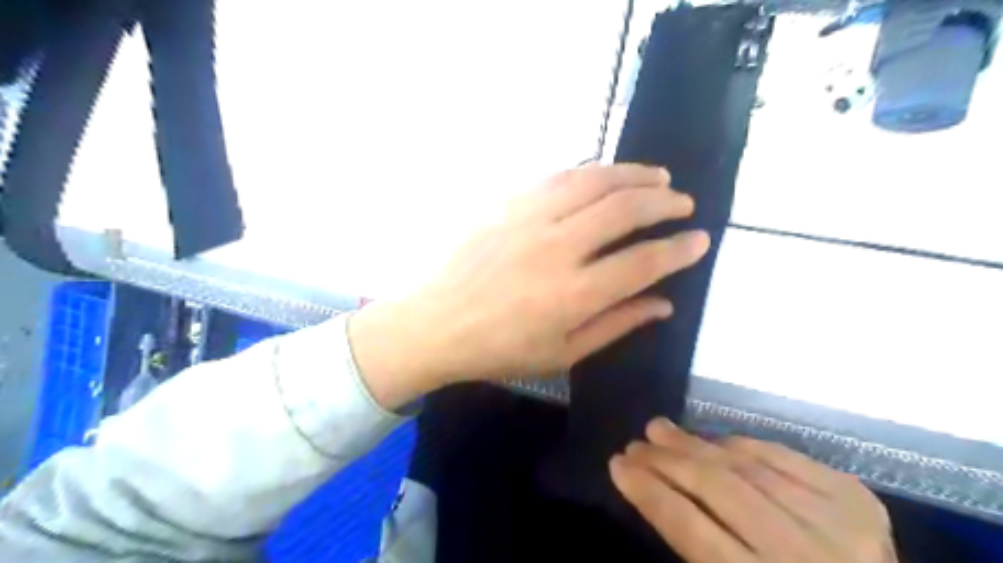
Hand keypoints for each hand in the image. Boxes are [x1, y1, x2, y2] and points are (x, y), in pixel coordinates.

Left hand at [349, 162, 708, 407]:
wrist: (436, 322)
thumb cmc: (499, 348)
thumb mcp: (562, 352)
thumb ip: (616, 325)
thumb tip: (663, 304)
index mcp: (573, 294)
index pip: (643, 262)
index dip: (679, 249)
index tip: (700, 239)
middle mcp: (556, 247)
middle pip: (624, 209)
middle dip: (664, 202)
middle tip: (683, 202)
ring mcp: (528, 217)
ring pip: (594, 180)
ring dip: (633, 174)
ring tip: (658, 175)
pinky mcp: (507, 202)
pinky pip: (558, 175)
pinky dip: (590, 170)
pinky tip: (605, 173)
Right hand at [612, 420, 900, 562]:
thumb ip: (697, 548)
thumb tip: (656, 492)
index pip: (690, 527)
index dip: (648, 492)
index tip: (617, 465)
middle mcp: (803, 553)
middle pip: (718, 488)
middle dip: (666, 461)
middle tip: (635, 443)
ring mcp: (837, 521)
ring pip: (747, 466)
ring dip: (696, 443)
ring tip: (661, 429)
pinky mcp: (857, 499)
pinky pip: (783, 456)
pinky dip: (743, 444)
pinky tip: (715, 440)